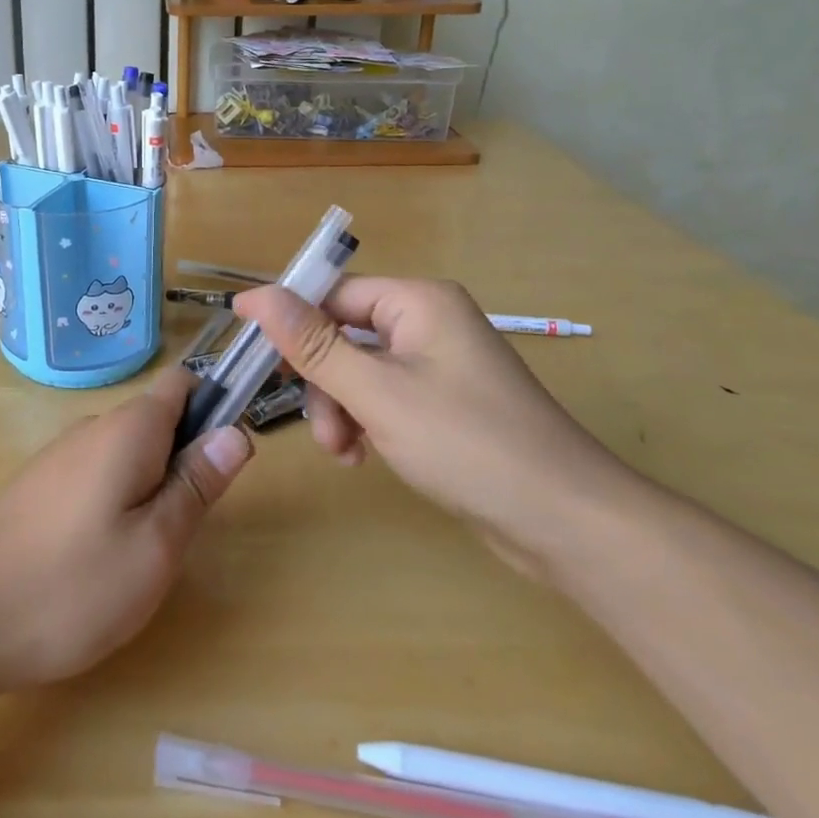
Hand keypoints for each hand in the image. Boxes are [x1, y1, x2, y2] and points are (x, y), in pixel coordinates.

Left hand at [0, 367, 251, 691]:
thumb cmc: (71, 584)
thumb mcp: (155, 545)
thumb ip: (197, 484)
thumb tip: (237, 432)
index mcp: (129, 428)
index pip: (183, 384)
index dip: (214, 406)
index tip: (224, 460)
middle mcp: (93, 428)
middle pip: (157, 421)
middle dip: (182, 462)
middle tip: (182, 530)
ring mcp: (61, 456)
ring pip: (126, 453)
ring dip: (149, 488)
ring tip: (142, 554)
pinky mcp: (39, 486)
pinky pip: (96, 476)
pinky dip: (114, 503)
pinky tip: (98, 559)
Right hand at [234, 277, 634, 560]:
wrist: (567, 523)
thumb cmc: (467, 444)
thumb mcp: (377, 392)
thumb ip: (312, 344)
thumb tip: (255, 296)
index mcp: (418, 302)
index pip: (333, 294)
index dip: (290, 321)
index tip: (251, 355)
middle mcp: (429, 322)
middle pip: (344, 335)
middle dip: (323, 383)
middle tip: (322, 431)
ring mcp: (439, 364)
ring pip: (360, 371)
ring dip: (341, 409)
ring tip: (346, 453)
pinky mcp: (445, 402)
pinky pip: (385, 396)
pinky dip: (366, 422)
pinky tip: (364, 456)